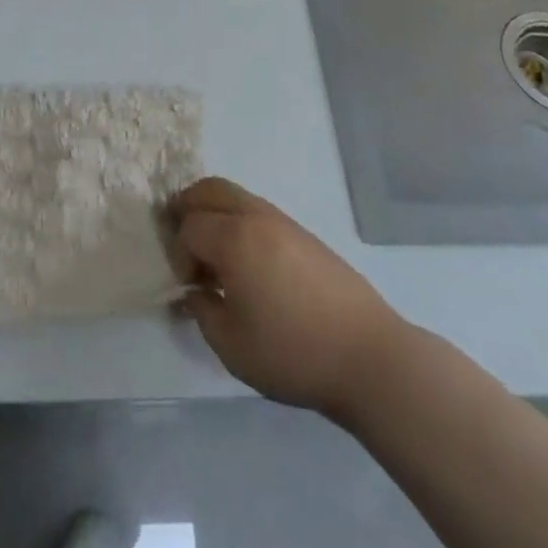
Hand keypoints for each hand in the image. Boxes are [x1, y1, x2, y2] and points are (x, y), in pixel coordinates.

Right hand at [170, 177, 409, 421]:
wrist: (369, 357)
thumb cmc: (293, 353)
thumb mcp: (231, 345)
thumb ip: (202, 311)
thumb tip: (194, 291)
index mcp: (233, 238)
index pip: (188, 227)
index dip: (178, 254)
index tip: (188, 287)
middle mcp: (255, 217)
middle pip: (208, 190)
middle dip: (187, 210)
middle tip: (184, 246)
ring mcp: (283, 221)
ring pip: (235, 196)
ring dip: (214, 214)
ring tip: (215, 256)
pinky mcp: (303, 234)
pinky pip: (257, 211)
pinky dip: (239, 223)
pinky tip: (247, 264)